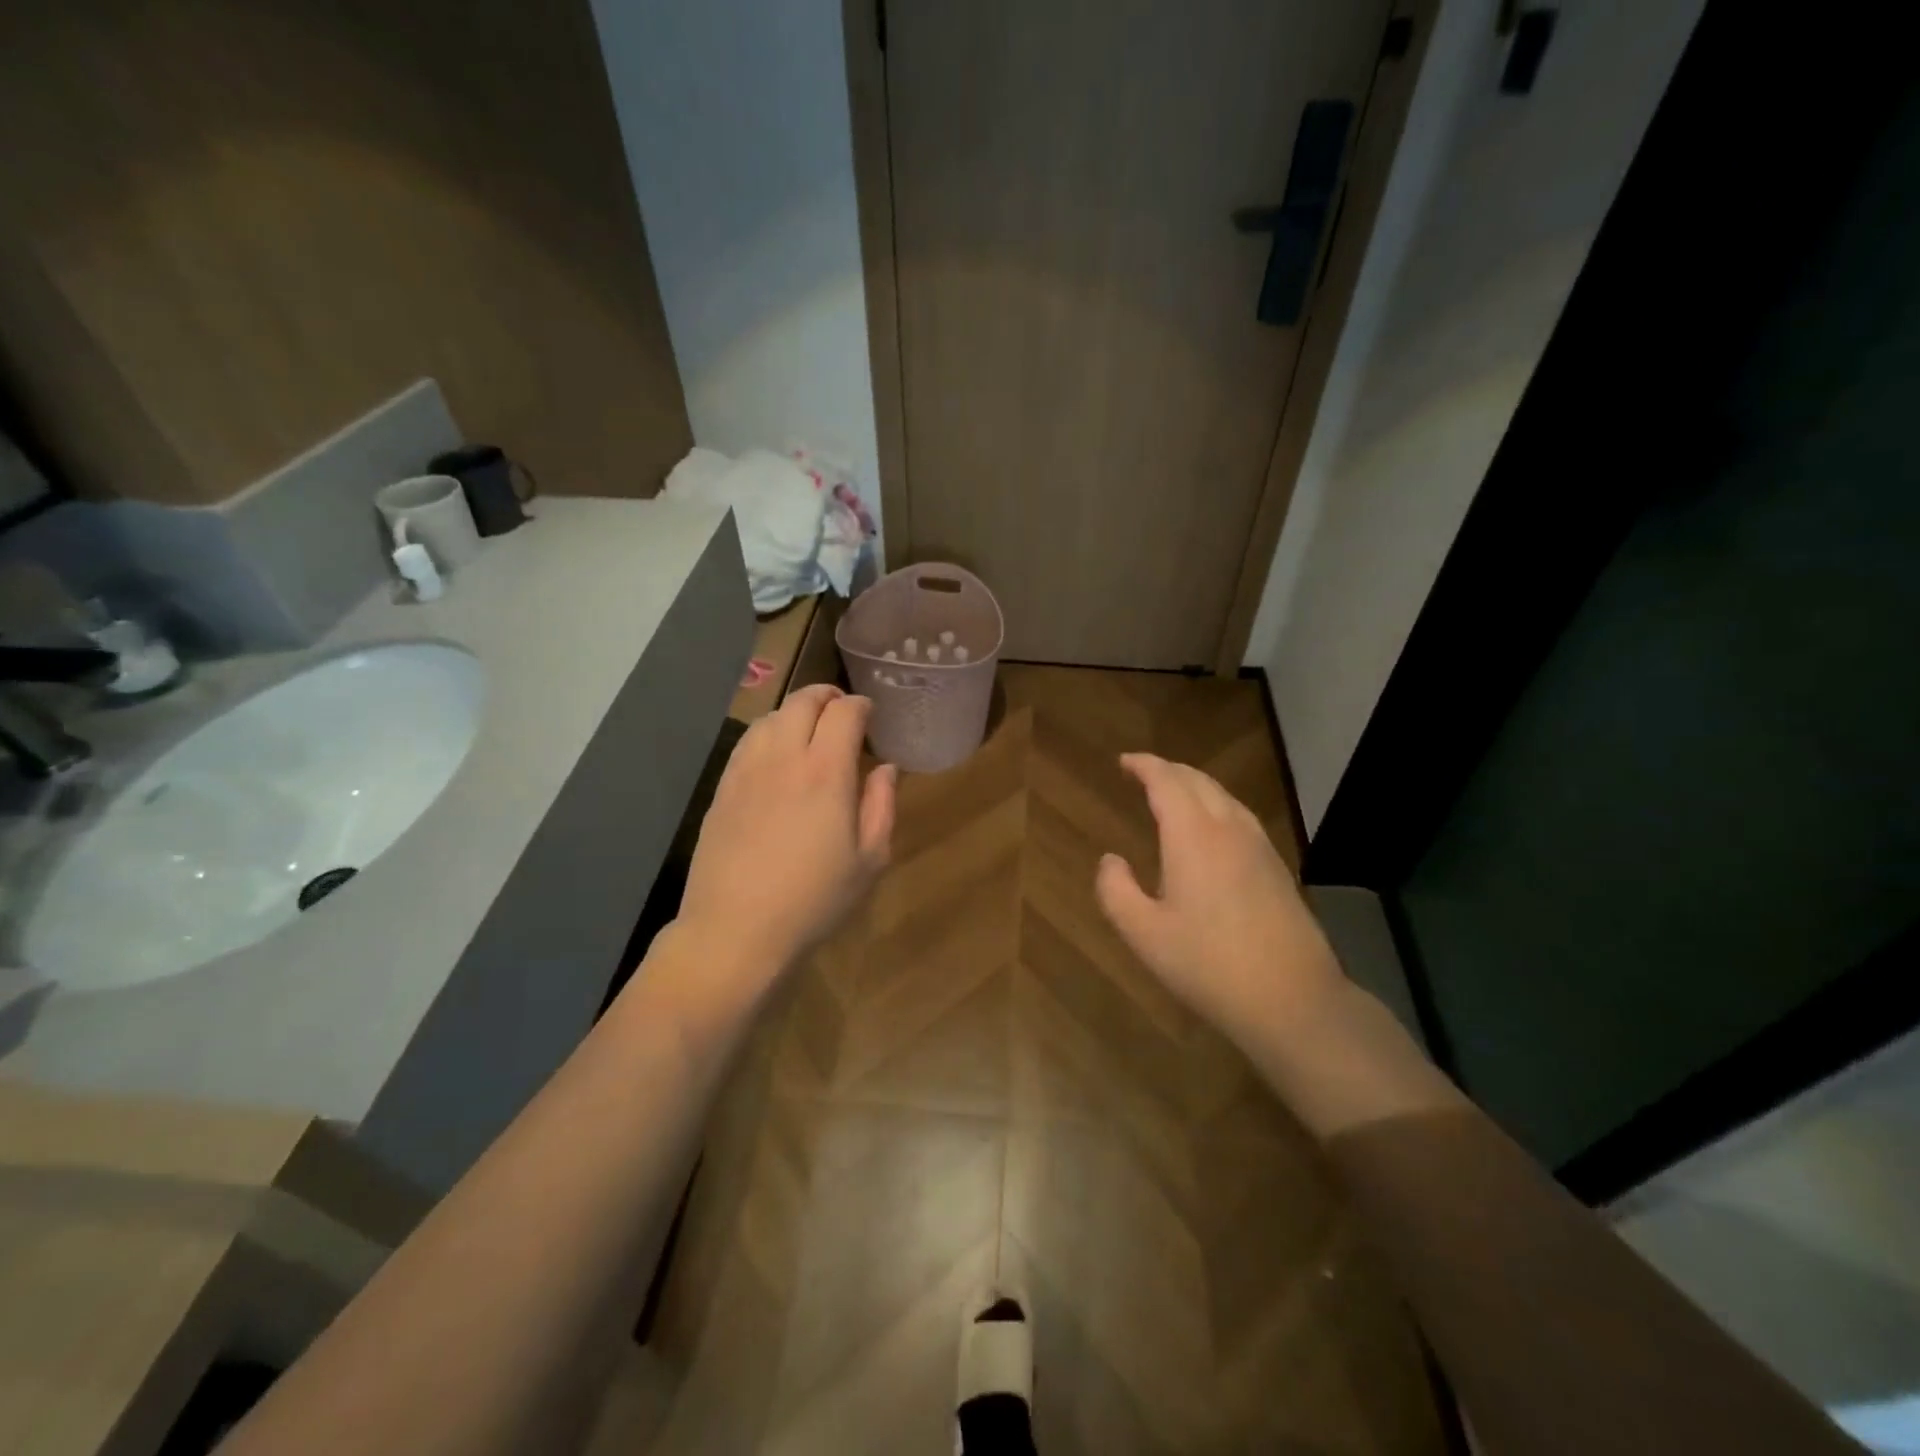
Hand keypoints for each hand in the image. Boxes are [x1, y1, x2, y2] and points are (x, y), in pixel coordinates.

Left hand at [678, 684, 895, 986]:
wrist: (735, 930)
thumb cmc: (814, 900)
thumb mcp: (869, 860)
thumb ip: (881, 805)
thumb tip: (885, 768)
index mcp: (826, 772)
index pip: (844, 712)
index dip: (861, 705)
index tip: (870, 714)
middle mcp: (784, 758)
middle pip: (803, 702)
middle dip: (827, 696)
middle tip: (842, 710)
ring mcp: (746, 770)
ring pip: (771, 717)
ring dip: (795, 712)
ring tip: (809, 729)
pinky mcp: (722, 788)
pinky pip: (747, 742)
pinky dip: (768, 732)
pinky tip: (775, 754)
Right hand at [1095, 753, 1346, 1052]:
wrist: (1293, 999)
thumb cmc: (1209, 965)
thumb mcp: (1144, 934)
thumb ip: (1116, 890)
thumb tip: (1110, 860)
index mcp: (1193, 836)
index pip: (1167, 782)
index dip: (1144, 766)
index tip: (1124, 761)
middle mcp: (1229, 829)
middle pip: (1198, 781)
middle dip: (1168, 770)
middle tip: (1142, 773)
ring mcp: (1259, 846)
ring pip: (1224, 796)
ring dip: (1194, 786)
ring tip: (1172, 794)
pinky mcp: (1276, 867)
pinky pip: (1240, 816)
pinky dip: (1215, 806)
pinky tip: (1210, 830)